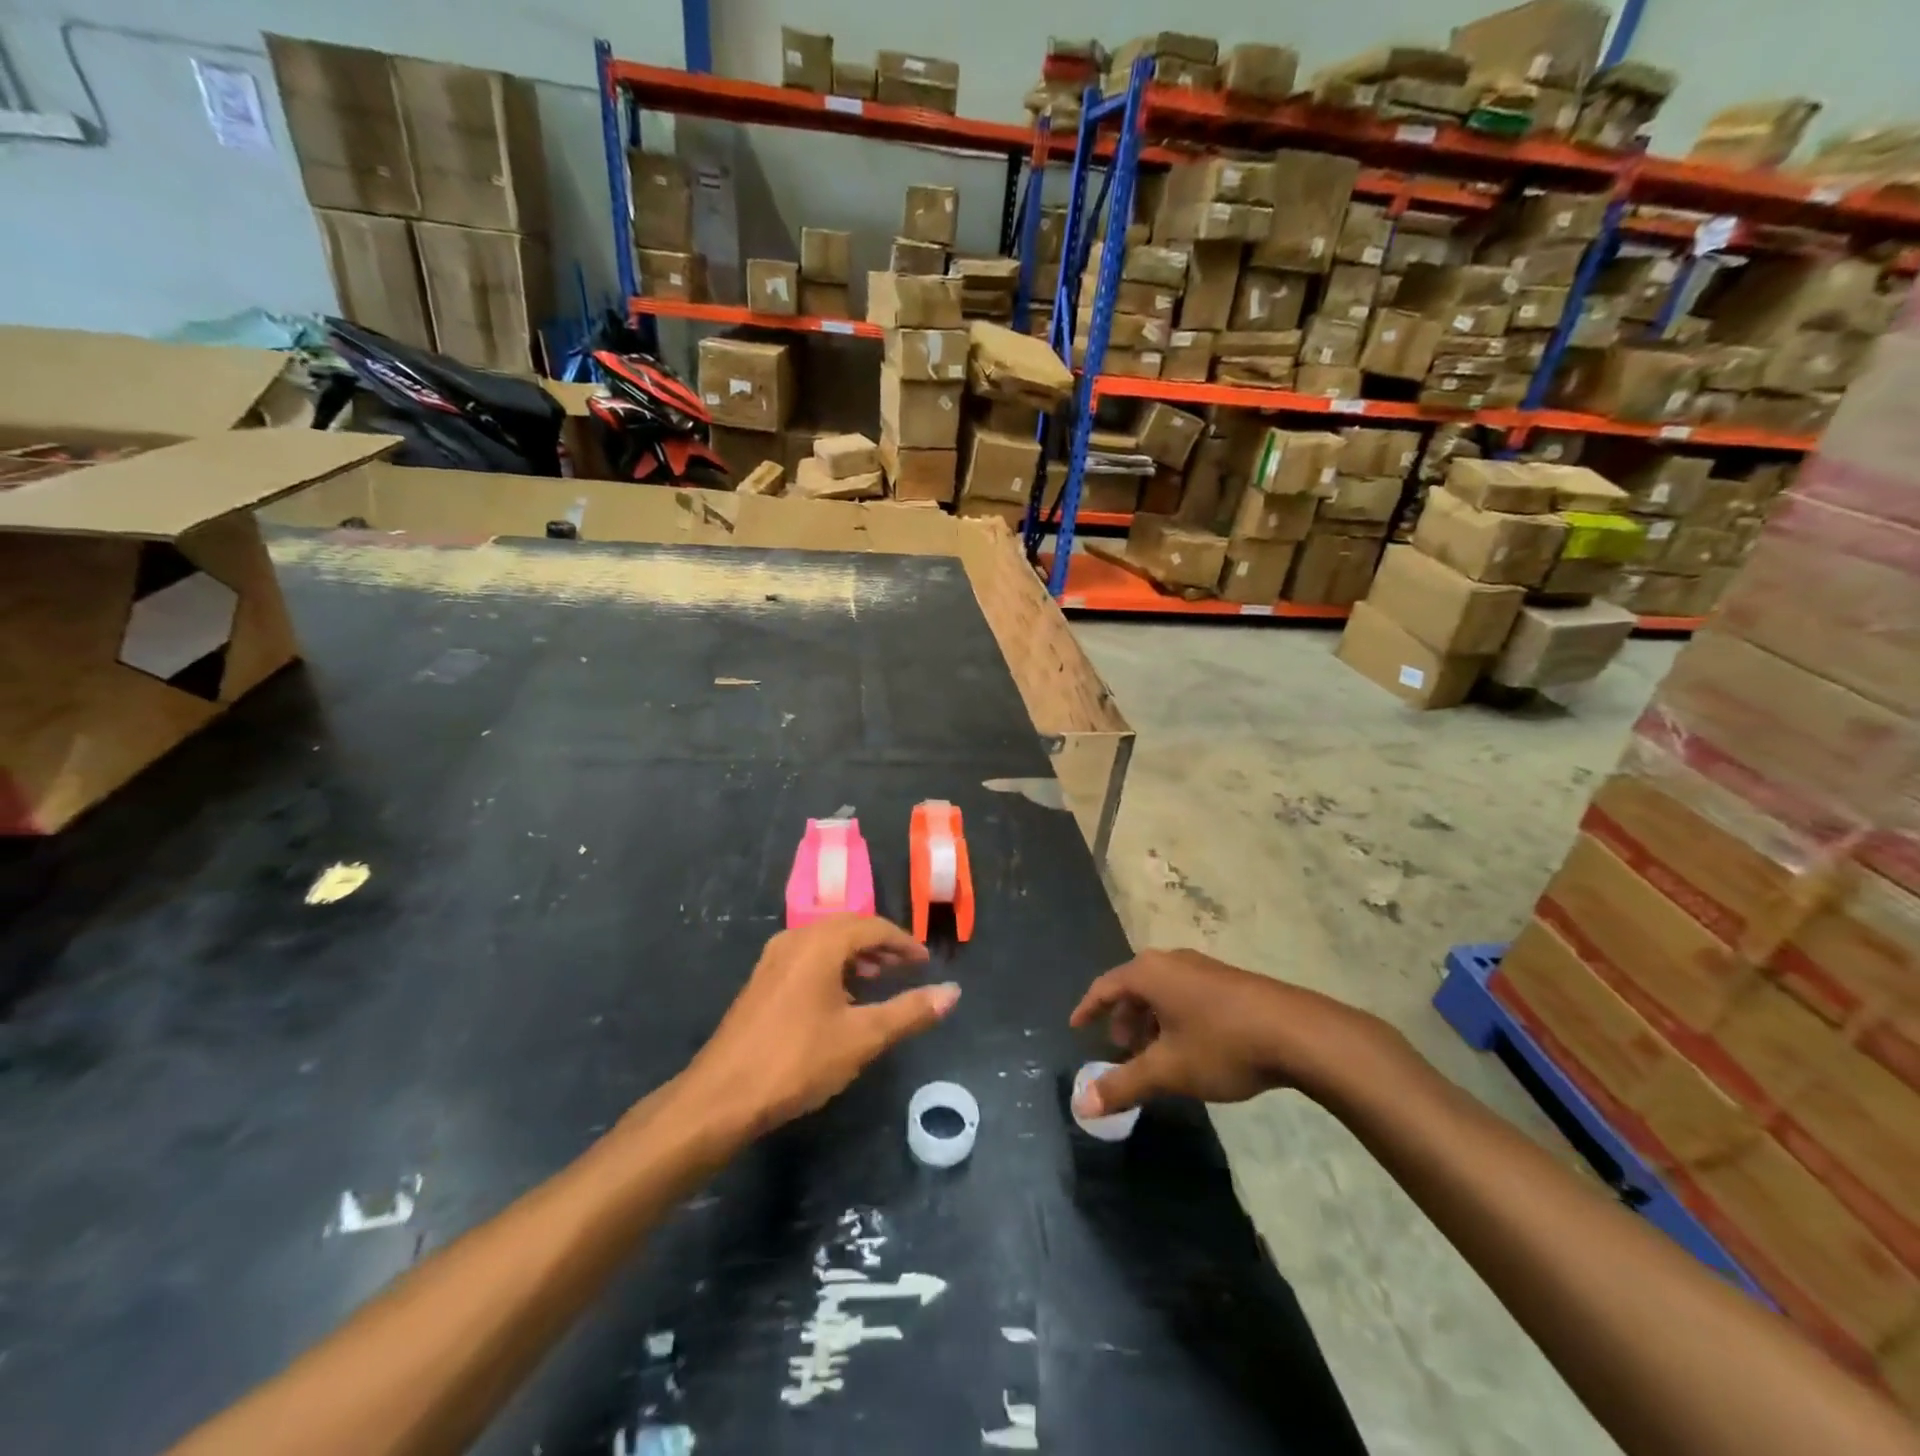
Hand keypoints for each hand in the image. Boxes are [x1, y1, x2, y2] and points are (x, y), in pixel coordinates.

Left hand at [686, 916, 959, 1138]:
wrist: (722, 1097)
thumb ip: (910, 1012)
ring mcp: (773, 959)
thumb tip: (953, 992)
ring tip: (878, 980)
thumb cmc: (797, 1061)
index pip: (872, 927)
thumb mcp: (862, 1038)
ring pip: (825, 942)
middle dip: (880, 945)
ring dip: (856, 955)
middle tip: (906, 969)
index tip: (925, 963)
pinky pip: (807, 957)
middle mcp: (795, 939)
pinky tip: (841, 997)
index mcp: (820, 943)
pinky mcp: (762, 981)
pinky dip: (833, 966)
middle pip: (847, 928)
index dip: (903, 942)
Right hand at [1068, 948, 1385, 1117]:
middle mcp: (1172, 961)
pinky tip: (1190, 1048)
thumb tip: (1081, 1106)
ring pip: (1162, 992)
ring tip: (1155, 1055)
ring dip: (1150, 1021)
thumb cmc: (1222, 1044)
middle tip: (1121, 1050)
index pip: (1105, 986)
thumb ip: (1123, 1085)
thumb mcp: (1168, 1070)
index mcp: (1150, 973)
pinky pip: (1185, 994)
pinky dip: (1174, 1017)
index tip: (1076, 1026)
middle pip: (1134, 987)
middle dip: (1123, 1019)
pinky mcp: (1228, 981)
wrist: (1297, 1033)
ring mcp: (1203, 968)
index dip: (1088, 1008)